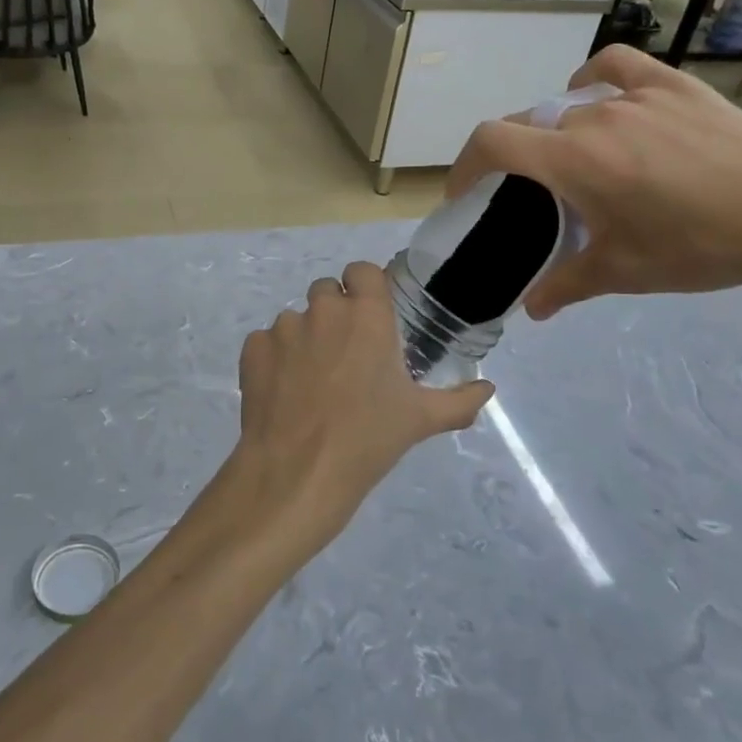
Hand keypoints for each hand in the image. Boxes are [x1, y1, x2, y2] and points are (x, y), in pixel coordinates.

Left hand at [222, 262, 492, 556]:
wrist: (298, 471)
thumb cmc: (368, 439)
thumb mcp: (421, 419)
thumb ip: (460, 400)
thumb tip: (488, 389)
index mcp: (367, 315)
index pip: (362, 271)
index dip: (364, 288)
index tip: (370, 315)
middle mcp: (323, 310)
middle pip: (326, 291)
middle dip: (334, 313)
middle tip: (344, 355)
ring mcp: (283, 327)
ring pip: (295, 319)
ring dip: (304, 338)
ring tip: (312, 381)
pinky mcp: (253, 349)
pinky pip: (266, 342)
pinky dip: (274, 358)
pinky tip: (283, 391)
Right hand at [446, 45, 741, 316]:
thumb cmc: (697, 246)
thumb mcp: (623, 273)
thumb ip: (565, 285)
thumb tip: (531, 309)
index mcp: (571, 160)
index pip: (491, 142)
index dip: (464, 165)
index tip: (463, 192)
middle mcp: (592, 116)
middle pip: (528, 125)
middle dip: (514, 158)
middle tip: (529, 193)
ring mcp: (634, 95)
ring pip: (569, 105)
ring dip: (556, 132)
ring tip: (576, 158)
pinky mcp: (672, 85)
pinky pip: (615, 68)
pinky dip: (594, 80)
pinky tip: (601, 98)